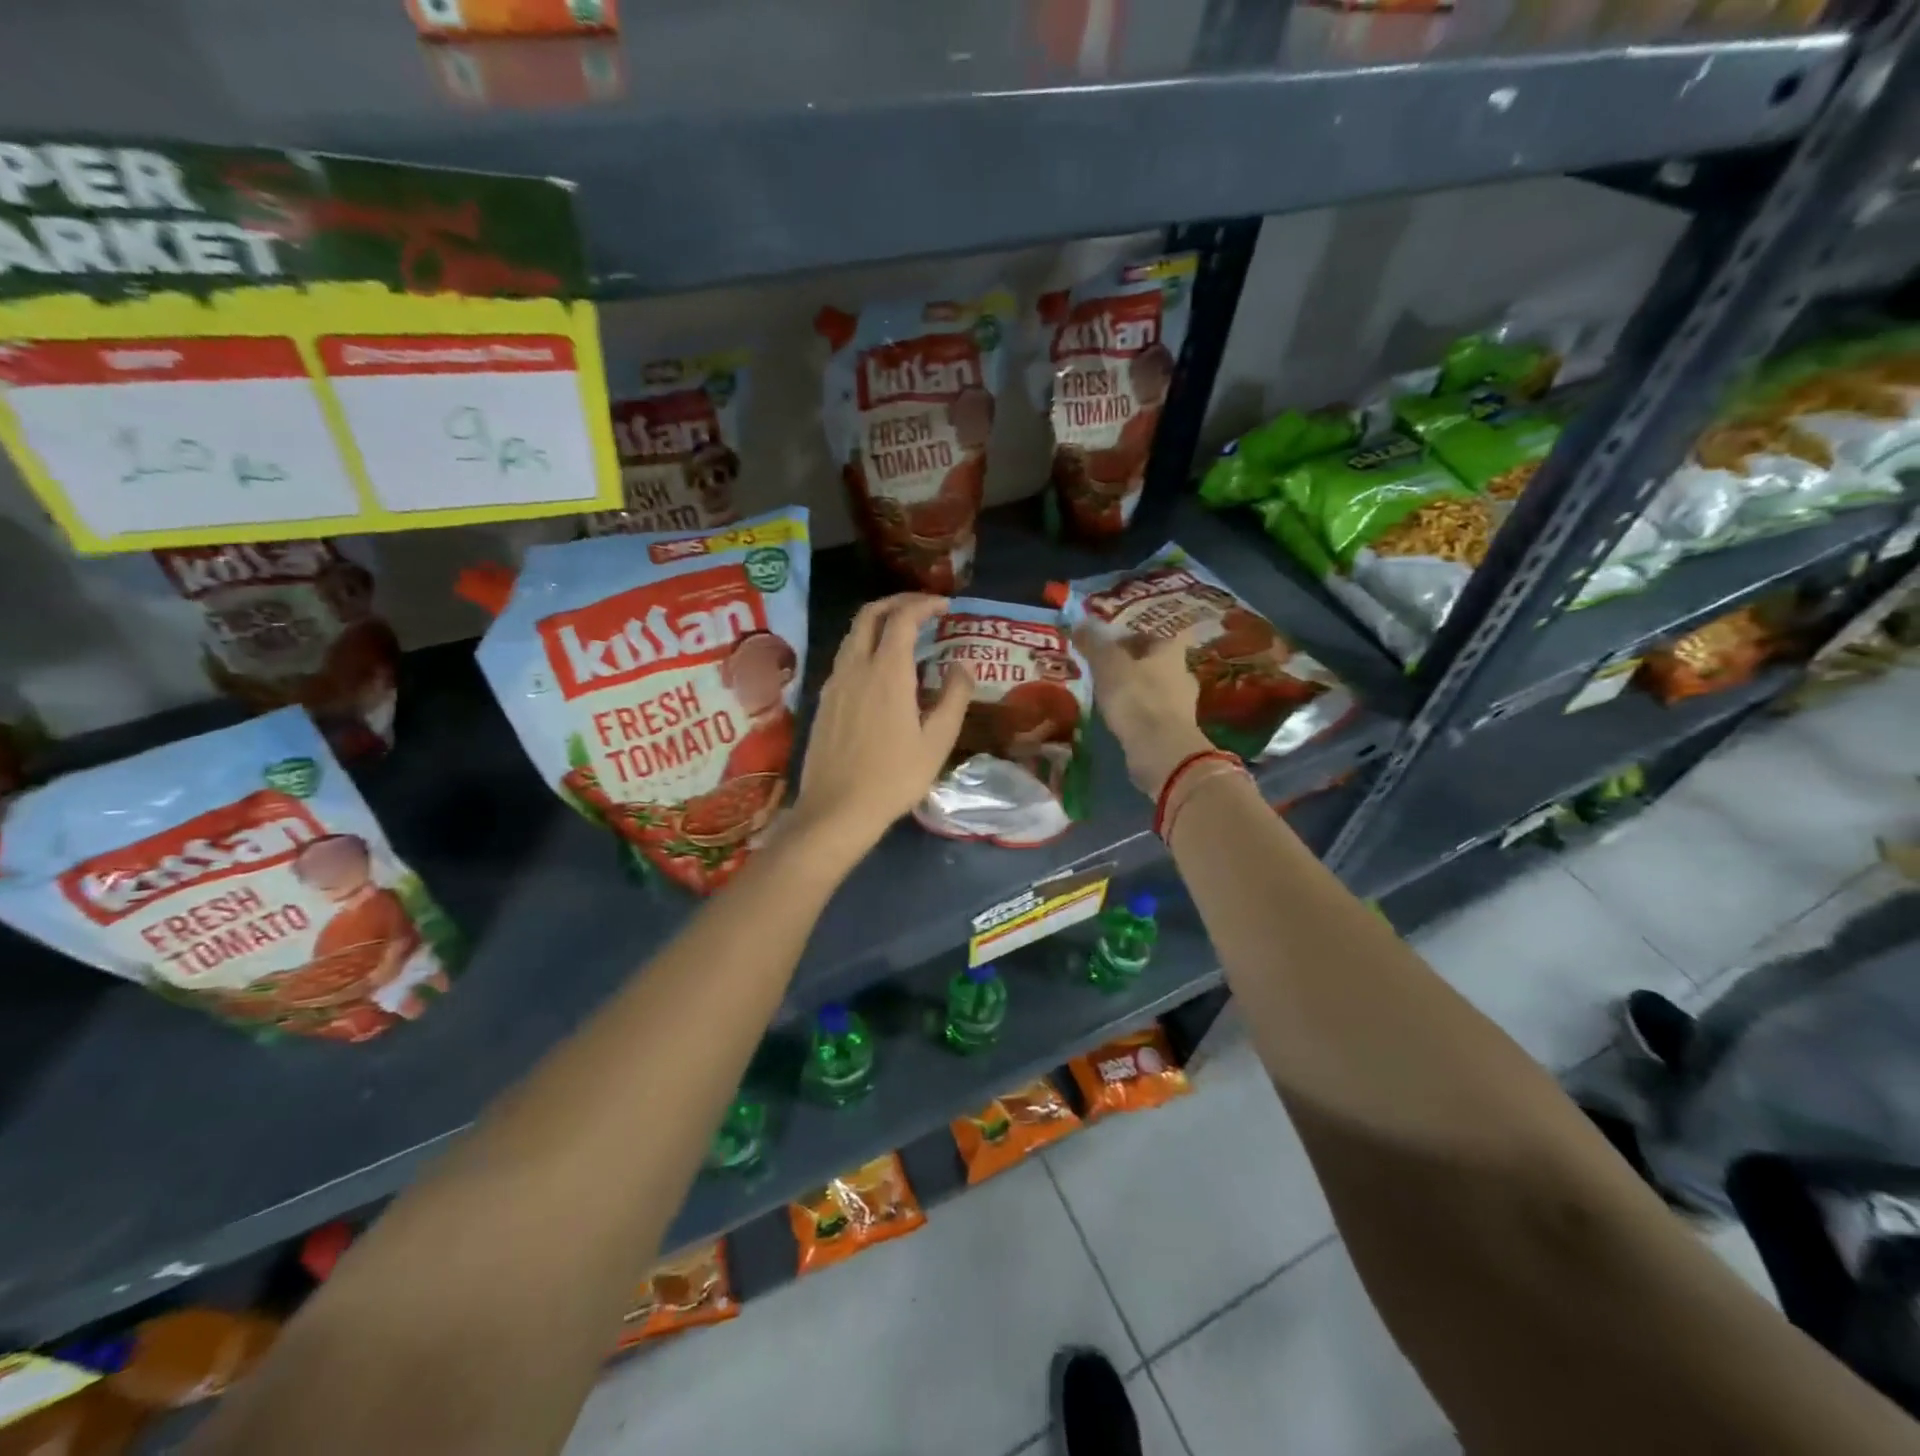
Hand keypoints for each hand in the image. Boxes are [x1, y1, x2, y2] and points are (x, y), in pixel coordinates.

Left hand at [791, 594, 972, 858]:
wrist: (836, 810)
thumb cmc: (894, 777)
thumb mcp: (937, 741)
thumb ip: (953, 698)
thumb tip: (962, 667)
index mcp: (886, 672)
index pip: (902, 618)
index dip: (924, 604)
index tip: (945, 606)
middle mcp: (855, 667)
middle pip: (869, 615)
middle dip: (897, 602)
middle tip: (922, 608)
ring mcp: (834, 683)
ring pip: (853, 635)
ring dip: (878, 623)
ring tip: (903, 634)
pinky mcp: (824, 701)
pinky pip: (845, 657)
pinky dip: (865, 646)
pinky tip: (880, 669)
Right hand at [1075, 628, 1213, 798]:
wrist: (1160, 750)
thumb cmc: (1136, 698)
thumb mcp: (1108, 664)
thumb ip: (1094, 643)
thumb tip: (1082, 621)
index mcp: (1170, 651)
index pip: (1151, 635)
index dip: (1129, 638)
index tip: (1107, 647)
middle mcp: (1182, 673)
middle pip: (1155, 663)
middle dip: (1133, 666)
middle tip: (1106, 671)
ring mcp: (1183, 705)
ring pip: (1156, 689)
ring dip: (1137, 691)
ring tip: (1110, 698)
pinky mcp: (1177, 731)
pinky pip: (1154, 715)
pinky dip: (1140, 714)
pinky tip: (1122, 721)